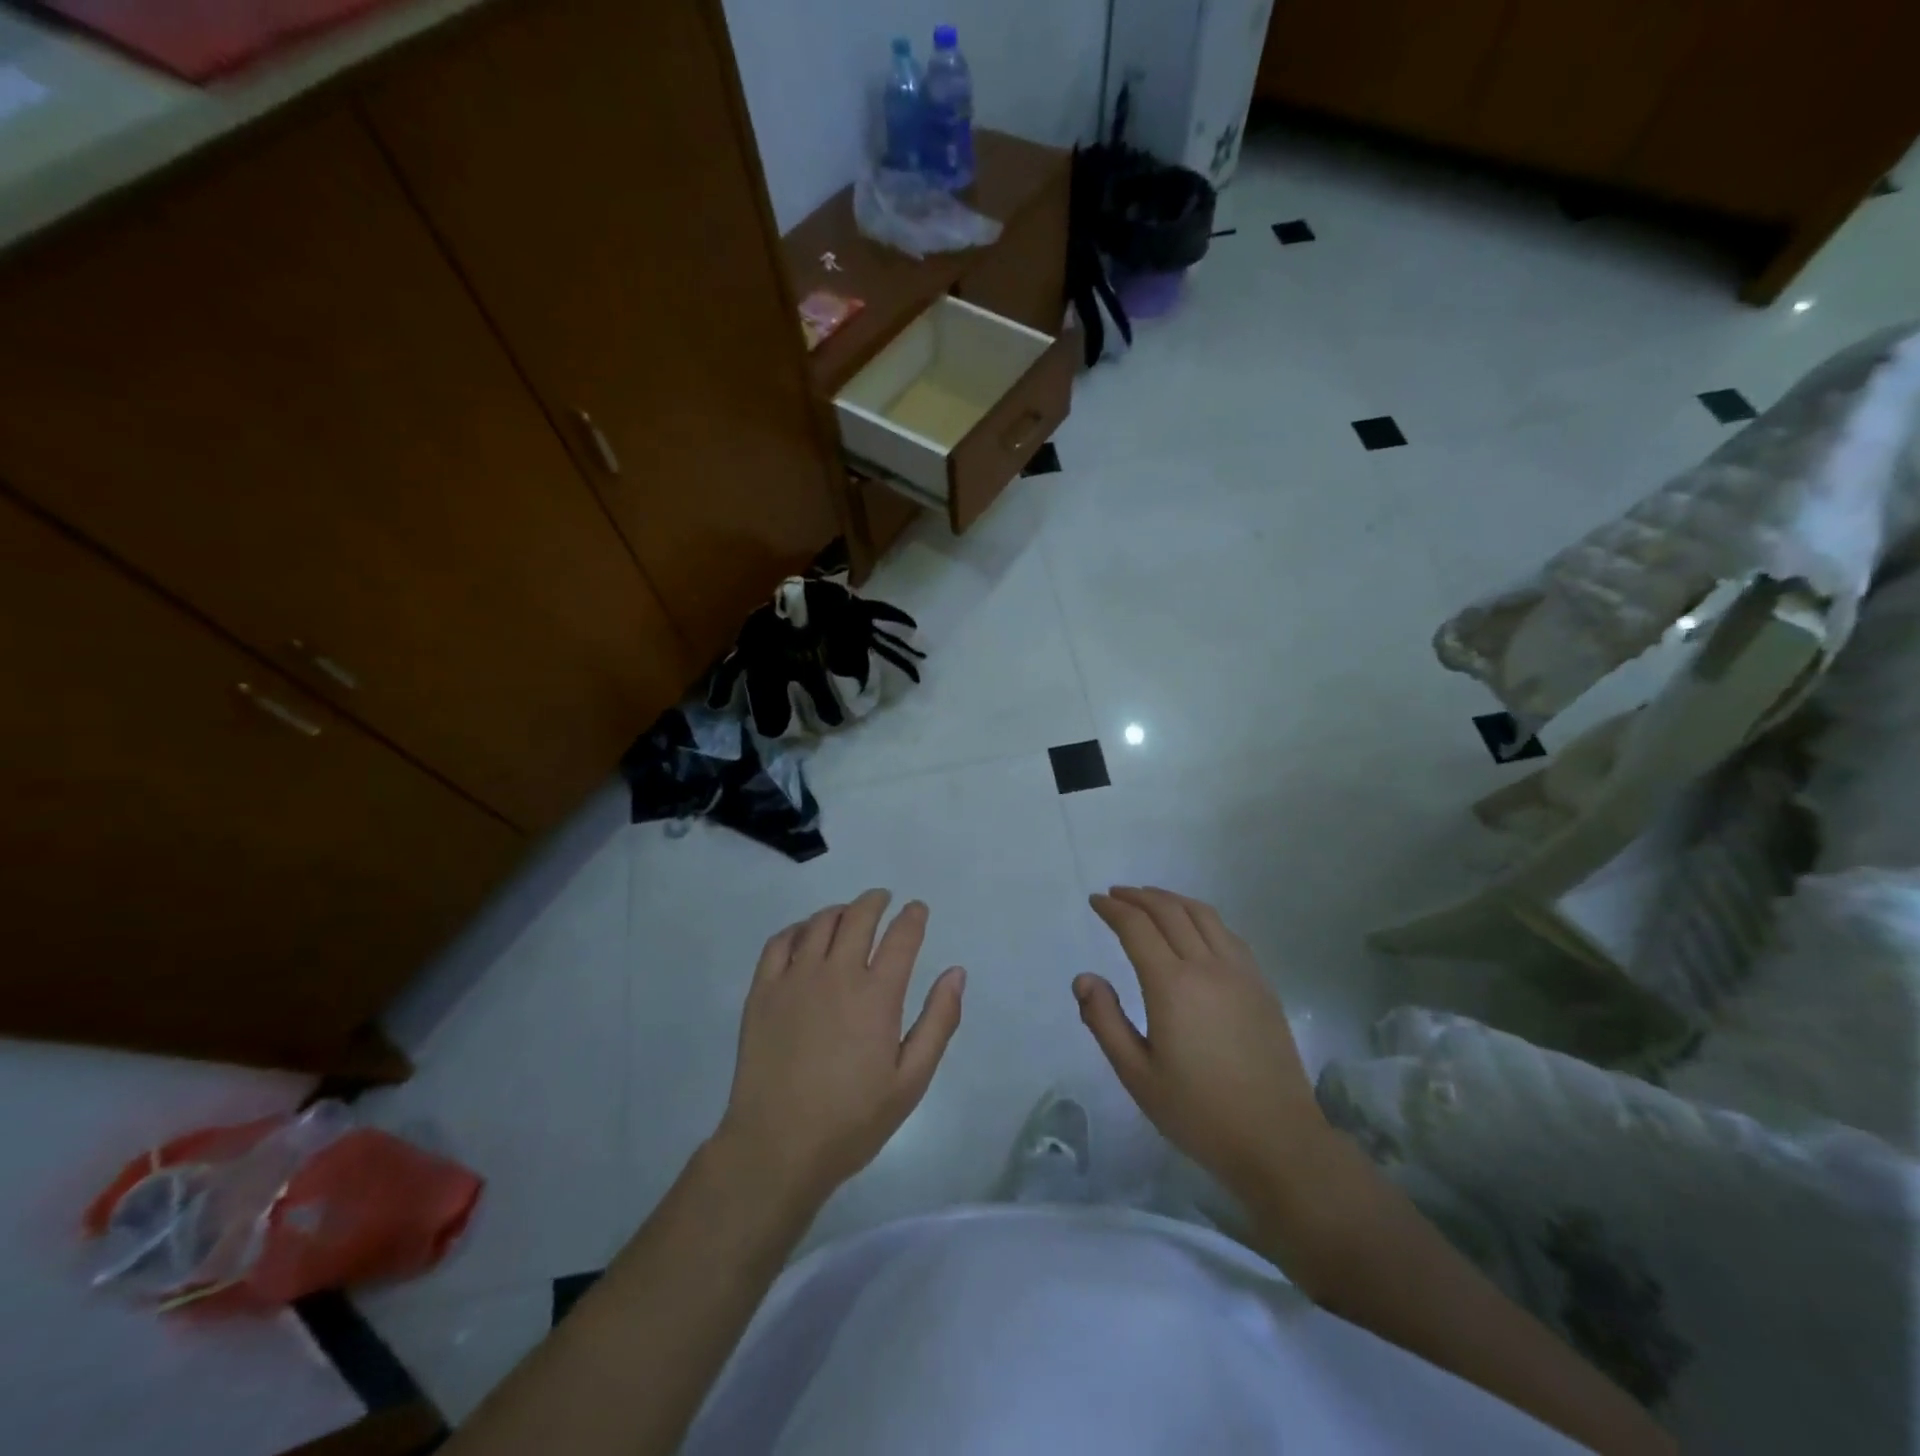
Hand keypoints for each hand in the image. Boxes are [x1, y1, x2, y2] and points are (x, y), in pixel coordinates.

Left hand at [717, 890, 965, 1210]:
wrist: (777, 1146)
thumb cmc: (852, 1119)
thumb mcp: (911, 1080)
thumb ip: (938, 1021)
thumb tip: (956, 973)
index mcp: (877, 995)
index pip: (902, 936)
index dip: (913, 916)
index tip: (917, 909)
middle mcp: (837, 974)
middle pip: (859, 916)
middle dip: (876, 901)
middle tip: (883, 899)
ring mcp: (795, 978)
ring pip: (820, 923)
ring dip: (840, 911)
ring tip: (848, 914)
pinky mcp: (763, 991)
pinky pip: (780, 942)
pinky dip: (797, 929)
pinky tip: (804, 934)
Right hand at [1076, 887, 1327, 1210]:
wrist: (1277, 1141)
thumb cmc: (1199, 1112)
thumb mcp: (1137, 1075)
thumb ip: (1104, 1021)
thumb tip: (1084, 977)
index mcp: (1172, 985)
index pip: (1136, 927)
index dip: (1113, 909)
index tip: (1095, 902)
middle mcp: (1207, 966)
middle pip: (1169, 911)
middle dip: (1138, 896)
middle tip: (1115, 894)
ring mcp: (1240, 972)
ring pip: (1202, 914)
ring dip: (1171, 899)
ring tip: (1150, 899)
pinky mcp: (1262, 985)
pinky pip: (1227, 933)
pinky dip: (1202, 917)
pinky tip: (1194, 927)